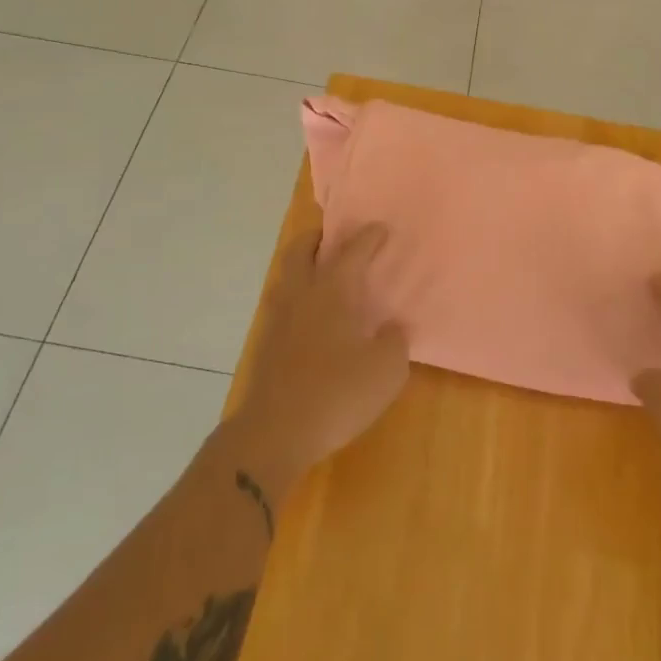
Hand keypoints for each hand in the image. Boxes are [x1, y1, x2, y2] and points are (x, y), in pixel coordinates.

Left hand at [227, 224, 408, 500]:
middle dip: (318, 237)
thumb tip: (391, 328)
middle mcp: (301, 294)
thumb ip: (394, 342)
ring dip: (303, 264)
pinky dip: (297, 295)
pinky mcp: (266, 343)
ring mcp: (278, 317)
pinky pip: (282, 303)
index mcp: (332, 291)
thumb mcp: (386, 371)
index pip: (352, 251)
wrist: (275, 432)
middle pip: (301, 250)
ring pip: (287, 275)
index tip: (380, 229)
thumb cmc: (337, 393)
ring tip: (323, 274)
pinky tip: (312, 316)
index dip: (368, 238)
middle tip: (334, 237)